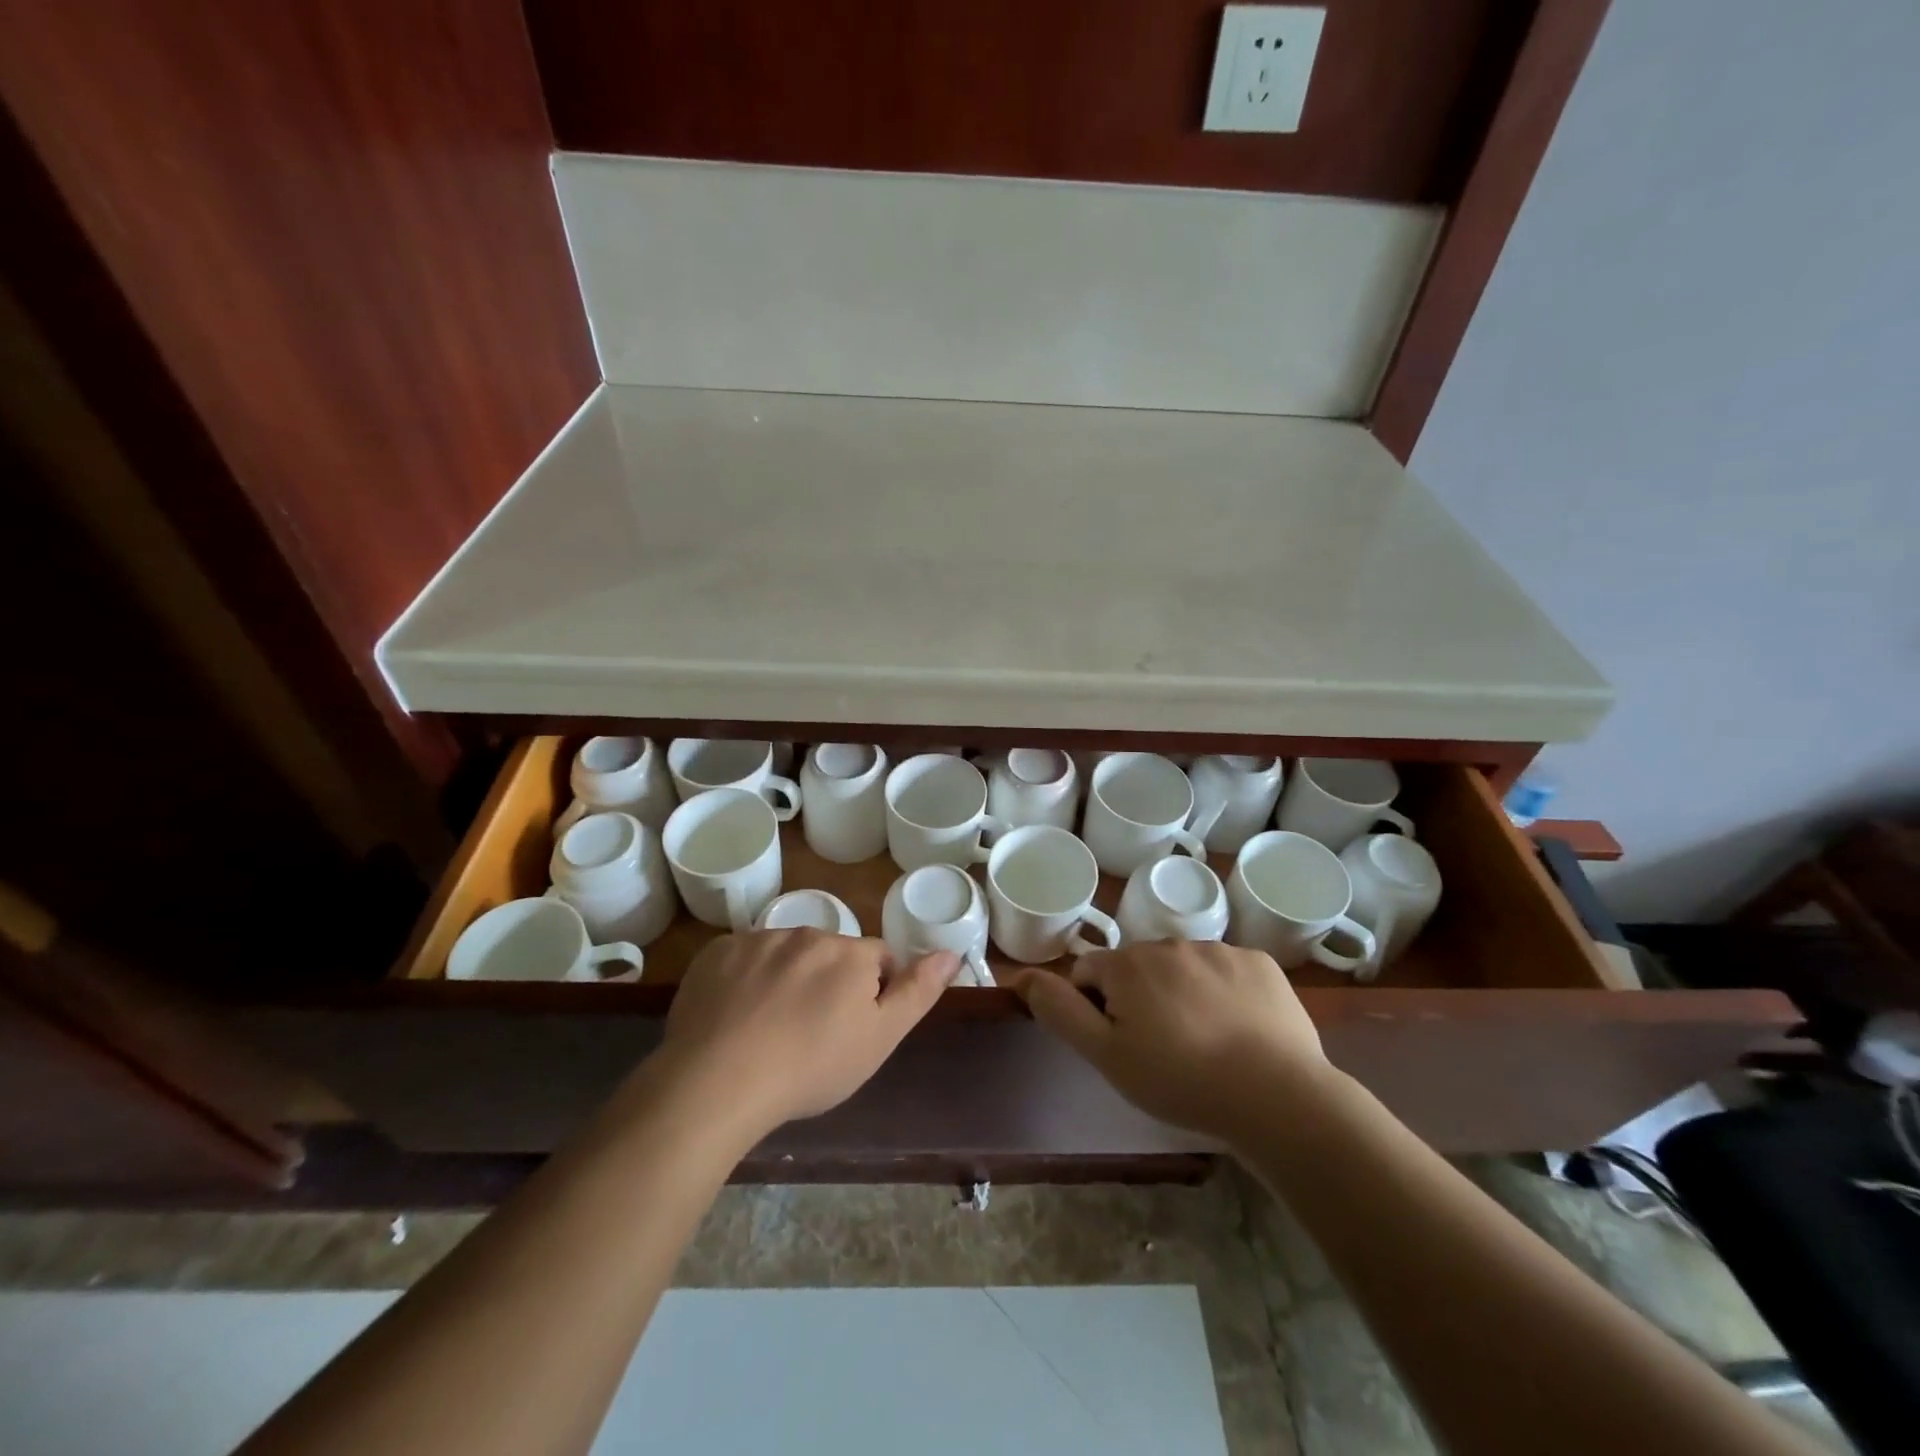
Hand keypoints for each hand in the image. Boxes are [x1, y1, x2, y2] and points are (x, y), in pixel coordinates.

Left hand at [653, 930, 957, 1138]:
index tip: (853, 1030)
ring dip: (787, 979)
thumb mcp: (879, 1039)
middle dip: (829, 983)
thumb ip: (918, 991)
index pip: (878, 960)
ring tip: (770, 1030)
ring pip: (786, 955)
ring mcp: (757, 940)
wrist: (717, 1082)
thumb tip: (951, 952)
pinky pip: (742, 960)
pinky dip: (745, 980)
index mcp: (849, 953)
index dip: (873, 994)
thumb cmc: (811, 1067)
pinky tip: (735, 1018)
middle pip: (830, 954)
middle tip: (811, 1034)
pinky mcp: (716, 953)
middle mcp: (806, 933)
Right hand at [1006, 941, 1333, 1143]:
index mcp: (1128, 964)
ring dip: (1182, 993)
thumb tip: (1023, 976)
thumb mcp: (1107, 1056)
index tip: (1119, 1044)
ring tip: (1204, 1044)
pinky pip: (1227, 971)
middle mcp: (1169, 944)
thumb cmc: (1180, 1081)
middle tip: (1162, 1049)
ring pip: (1183, 967)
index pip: (1090, 973)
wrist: (1277, 1097)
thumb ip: (1061, 1011)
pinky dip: (1225, 993)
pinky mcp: (1259, 963)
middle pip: (1137, 967)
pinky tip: (1239, 1031)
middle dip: (1140, 998)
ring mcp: (1219, 949)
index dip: (1095, 1008)